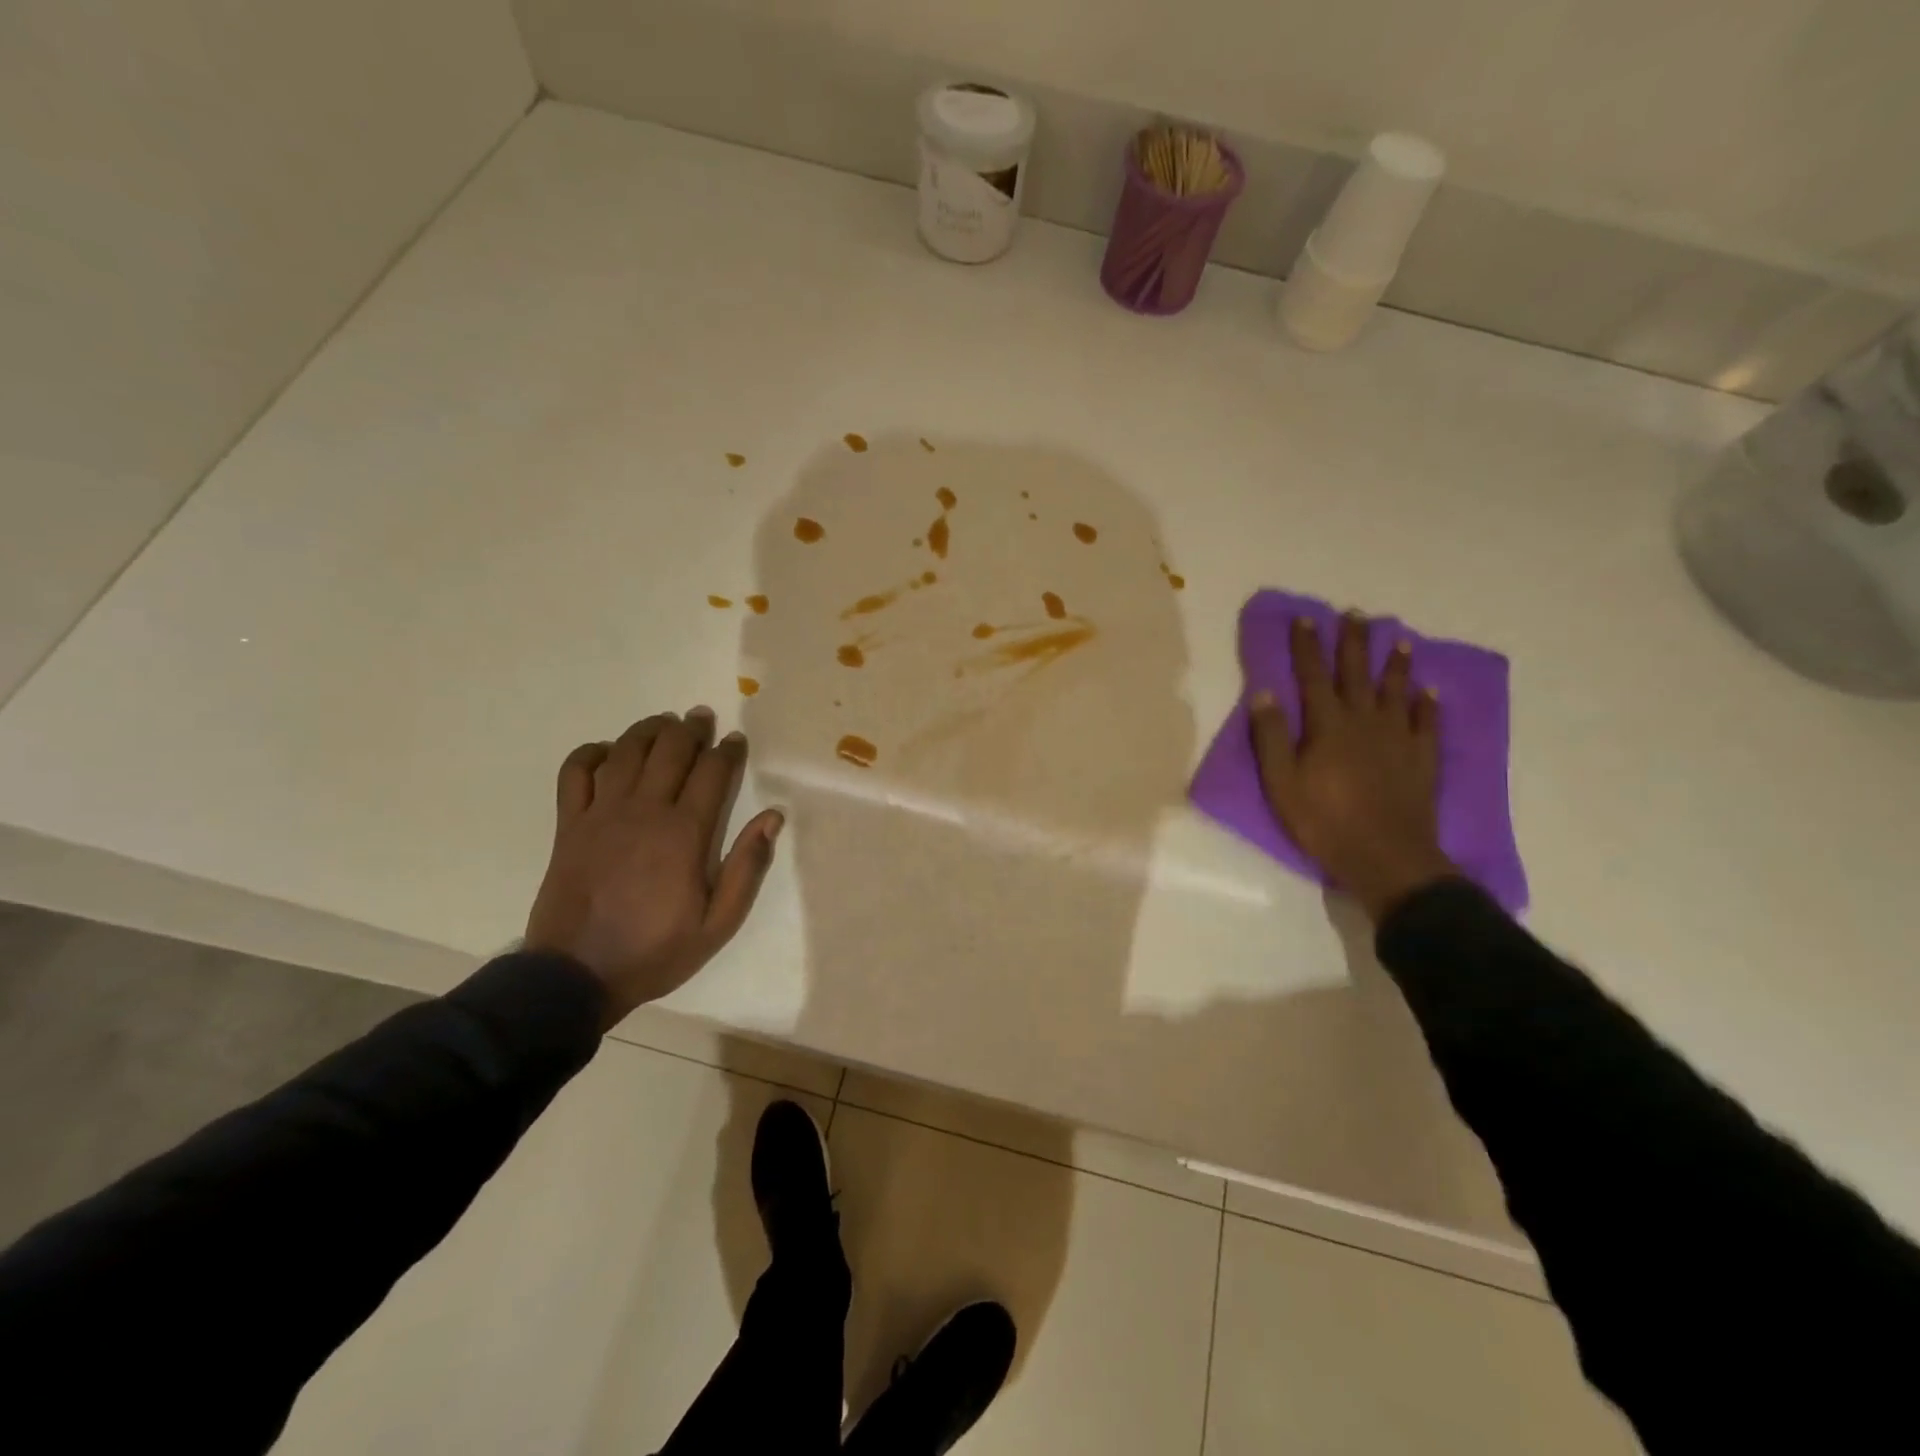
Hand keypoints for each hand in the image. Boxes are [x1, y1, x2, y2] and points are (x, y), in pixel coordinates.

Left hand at [525, 708, 783, 1027]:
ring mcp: (601, 815)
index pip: (712, 772)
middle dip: (691, 729)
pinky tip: (607, 751)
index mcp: (684, 833)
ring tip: (665, 722)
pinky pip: (575, 773)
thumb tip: (772, 817)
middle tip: (702, 718)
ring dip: (649, 730)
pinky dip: (591, 753)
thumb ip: (747, 867)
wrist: (577, 976)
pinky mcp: (570, 825)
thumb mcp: (718, 923)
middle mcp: (644, 811)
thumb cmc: (656, 950)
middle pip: (670, 750)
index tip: (736, 741)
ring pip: (627, 752)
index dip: (728, 751)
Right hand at [1249, 613, 1456, 922]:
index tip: (1305, 618)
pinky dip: (1427, 705)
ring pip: (1395, 691)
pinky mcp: (1421, 759)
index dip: (1307, 646)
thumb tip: (1264, 693)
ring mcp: (1398, 738)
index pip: (1312, 676)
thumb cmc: (1324, 820)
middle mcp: (1364, 721)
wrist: (1386, 857)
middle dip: (1352, 643)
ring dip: (1395, 664)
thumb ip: (1272, 736)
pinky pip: (1427, 723)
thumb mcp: (1281, 782)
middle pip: (1356, 674)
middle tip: (1354, 614)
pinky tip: (1429, 692)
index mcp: (1327, 725)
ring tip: (1398, 639)